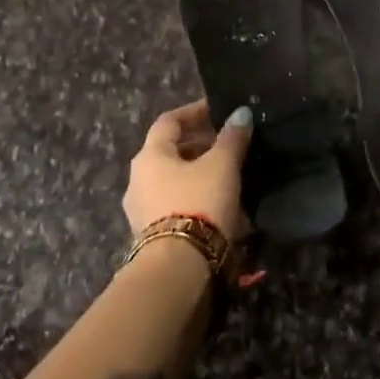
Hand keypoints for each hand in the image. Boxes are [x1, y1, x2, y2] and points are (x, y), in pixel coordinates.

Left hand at [125, 100, 252, 239]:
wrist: (179, 268)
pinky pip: (176, 205)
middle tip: (228, 144)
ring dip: (199, 174)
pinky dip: (196, 198)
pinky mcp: (152, 237)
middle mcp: (138, 179)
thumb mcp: (222, 166)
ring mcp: (141, 210)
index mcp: (149, 155)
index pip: (169, 121)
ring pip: (173, 181)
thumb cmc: (198, 203)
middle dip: (200, 145)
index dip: (194, 112)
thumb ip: (232, 138)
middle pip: (170, 152)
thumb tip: (241, 113)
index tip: (217, 109)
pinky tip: (220, 206)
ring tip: (229, 176)